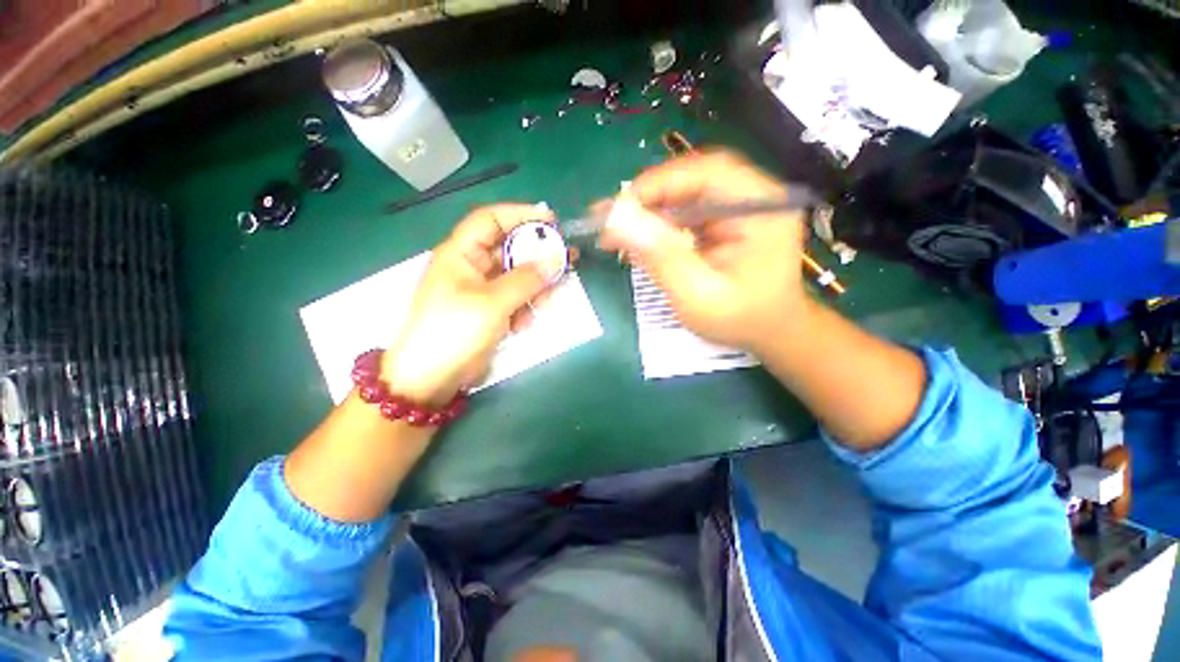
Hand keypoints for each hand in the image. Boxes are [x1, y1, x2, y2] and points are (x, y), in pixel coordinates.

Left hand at [380, 204, 564, 405]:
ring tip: (546, 301)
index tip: (552, 222)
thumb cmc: (454, 331)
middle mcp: (471, 266)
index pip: (491, 220)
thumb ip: (526, 280)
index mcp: (461, 253)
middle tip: (566, 259)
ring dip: (534, 287)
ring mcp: (481, 290)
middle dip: (537, 255)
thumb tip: (556, 260)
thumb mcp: (492, 303)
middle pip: (509, 249)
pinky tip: (524, 323)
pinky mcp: (489, 310)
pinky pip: (514, 299)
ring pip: (516, 276)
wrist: (431, 378)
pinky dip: (524, 307)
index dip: (520, 215)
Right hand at [599, 151, 809, 351]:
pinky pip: (685, 209)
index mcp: (762, 206)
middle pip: (692, 178)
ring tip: (614, 230)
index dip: (657, 184)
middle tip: (607, 218)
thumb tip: (617, 221)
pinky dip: (657, 221)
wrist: (768, 331)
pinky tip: (637, 236)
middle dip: (646, 198)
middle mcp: (753, 195)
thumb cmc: (740, 319)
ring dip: (647, 210)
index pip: (706, 173)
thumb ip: (661, 257)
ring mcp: (738, 205)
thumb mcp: (698, 295)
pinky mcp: (725, 218)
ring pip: (684, 193)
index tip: (617, 207)